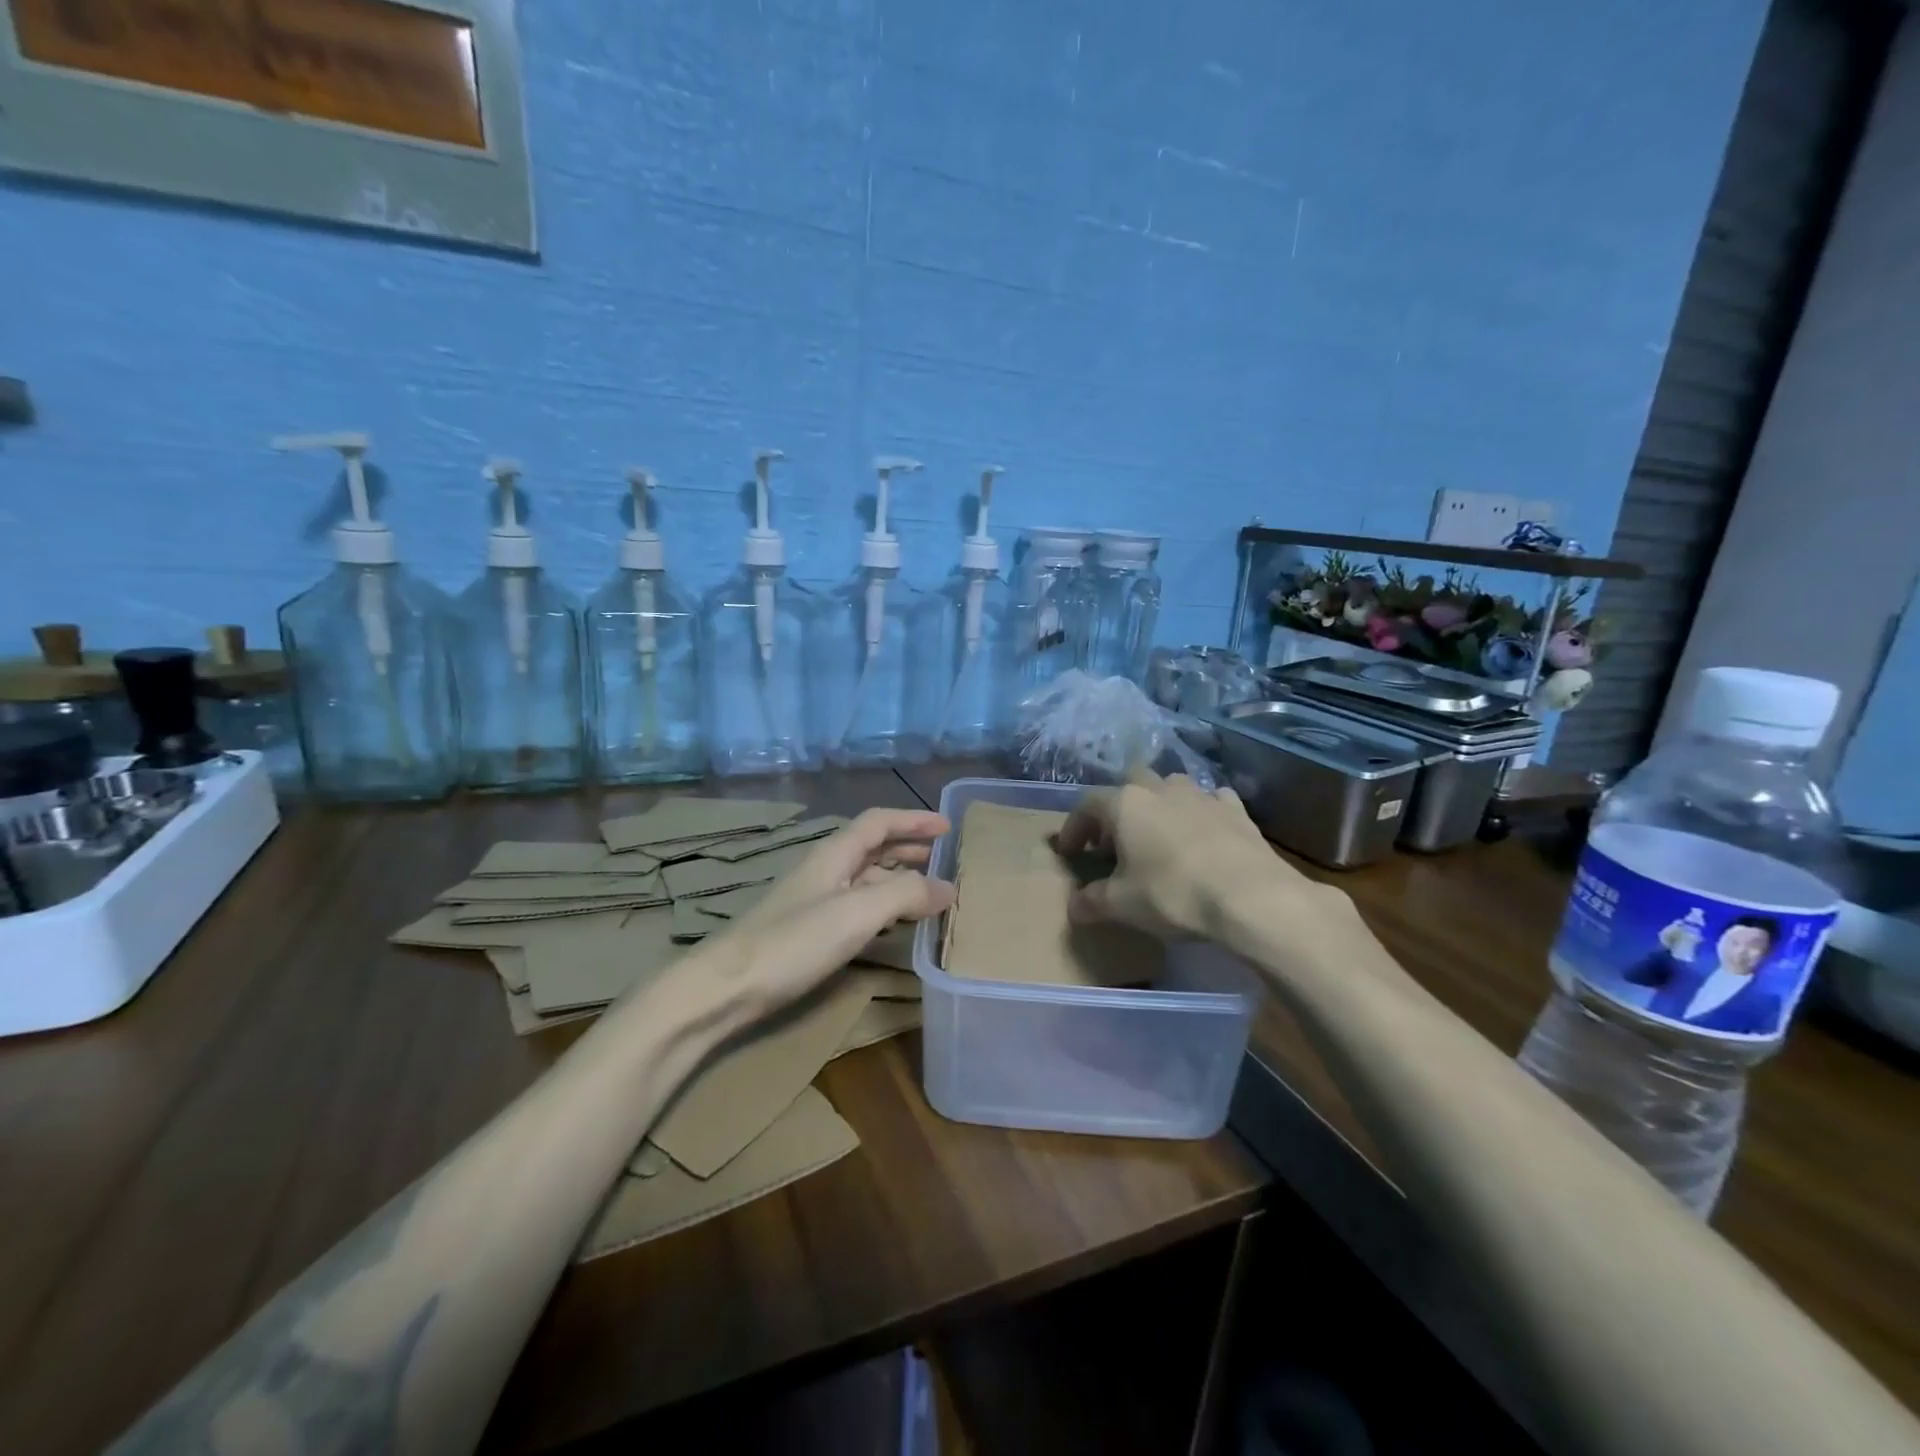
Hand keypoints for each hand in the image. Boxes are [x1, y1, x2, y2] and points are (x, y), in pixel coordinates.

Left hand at [709, 808, 953, 1018]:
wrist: (727, 986)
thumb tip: (947, 887)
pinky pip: (856, 905)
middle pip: (872, 847)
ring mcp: (814, 900)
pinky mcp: (808, 930)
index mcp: (834, 853)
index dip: (913, 820)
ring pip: (864, 877)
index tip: (948, 827)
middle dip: (908, 846)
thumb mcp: (858, 912)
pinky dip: (882, 905)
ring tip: (927, 889)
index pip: (879, 822)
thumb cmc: (794, 941)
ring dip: (897, 876)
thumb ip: (905, 894)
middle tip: (942, 857)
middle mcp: (825, 869)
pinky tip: (893, 922)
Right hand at [1056, 771, 1339, 942]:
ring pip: (1171, 787)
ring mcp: (1201, 795)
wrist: (1251, 896)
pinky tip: (1203, 834)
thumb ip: (1092, 901)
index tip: (1070, 853)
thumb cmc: (1173, 894)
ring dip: (1159, 805)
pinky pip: (1210, 801)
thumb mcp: (1121, 905)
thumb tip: (1074, 905)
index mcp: (1125, 804)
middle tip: (1115, 841)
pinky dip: (1200, 813)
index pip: (1087, 805)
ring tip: (1158, 837)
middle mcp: (1160, 788)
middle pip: (1130, 783)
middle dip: (1118, 807)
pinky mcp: (1236, 809)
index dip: (1074, 828)